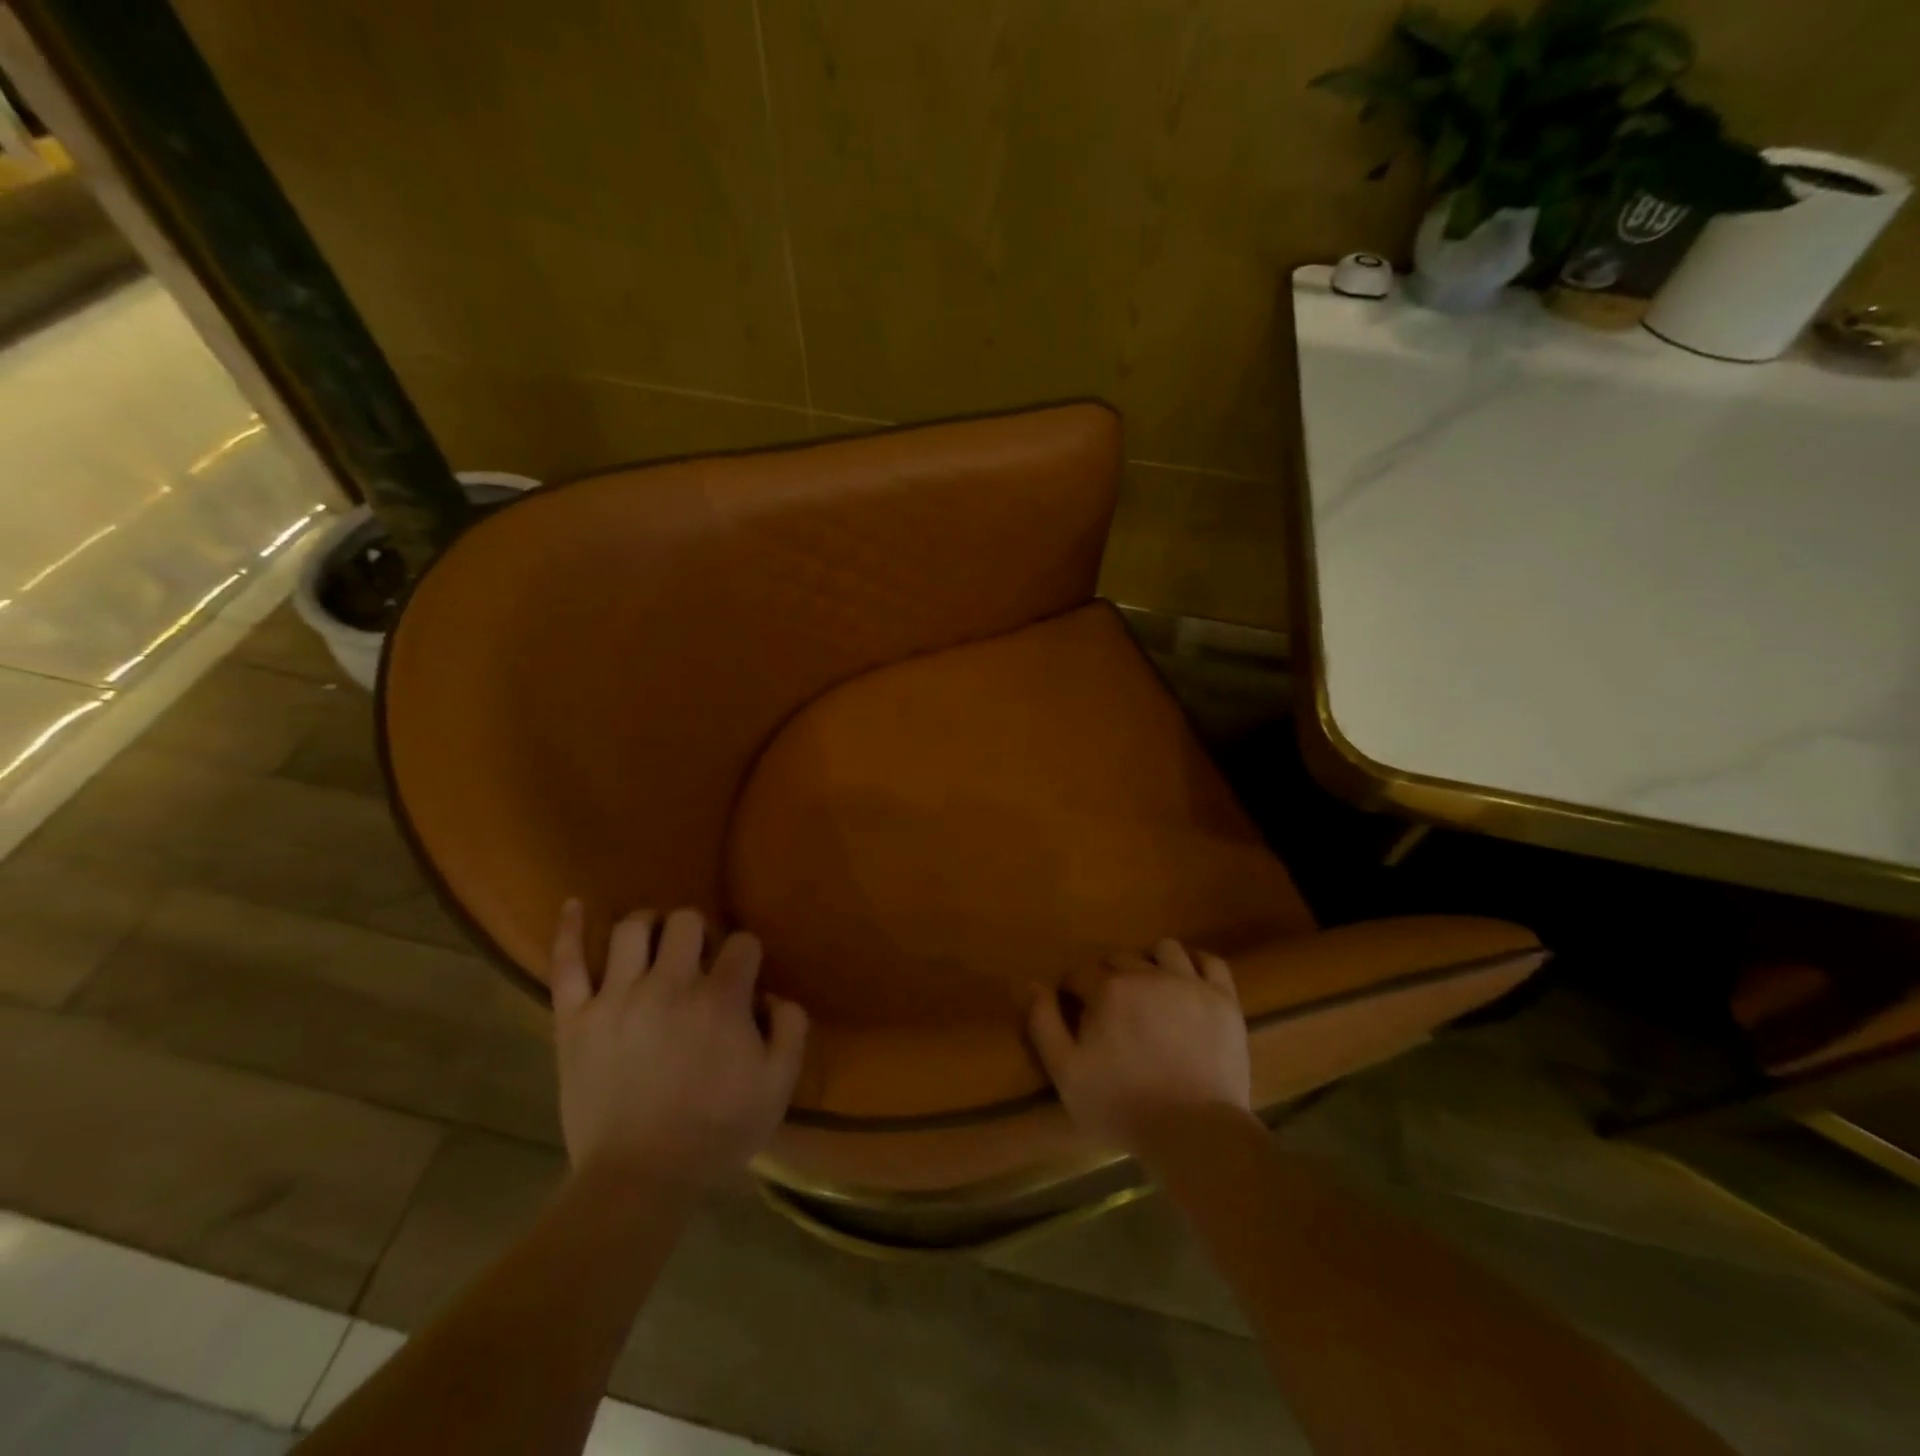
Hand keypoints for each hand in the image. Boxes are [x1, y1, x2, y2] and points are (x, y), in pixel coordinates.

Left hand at [550, 900, 807, 1188]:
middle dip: (699, 933)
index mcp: (720, 998)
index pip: (742, 944)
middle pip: (686, 921)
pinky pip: (566, 963)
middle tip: (698, 961)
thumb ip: (791, 1028)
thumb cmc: (716, 1132)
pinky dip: (568, 929)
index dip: (747, 956)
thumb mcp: (778, 1085)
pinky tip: (574, 905)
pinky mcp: (575, 1019)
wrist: (639, 1180)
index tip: (743, 979)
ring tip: (654, 943)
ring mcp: (616, 998)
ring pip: (631, 929)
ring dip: (649, 926)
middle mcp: (669, 984)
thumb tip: (773, 995)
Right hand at [1027, 939, 1251, 1158]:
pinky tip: (1188, 980)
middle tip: (1110, 1006)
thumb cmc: (1123, 1105)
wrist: (1195, 1132)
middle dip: (1108, 975)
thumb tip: (1032, 985)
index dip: (1071, 989)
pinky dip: (1196, 964)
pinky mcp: (1224, 999)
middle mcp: (1148, 974)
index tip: (1072, 1008)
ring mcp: (1190, 984)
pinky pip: (1210, 962)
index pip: (1078, 973)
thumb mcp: (1067, 1072)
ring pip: (1164, 950)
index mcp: (1108, 990)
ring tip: (1150, 990)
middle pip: (1120, 958)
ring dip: (1151, 962)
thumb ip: (1043, 1024)